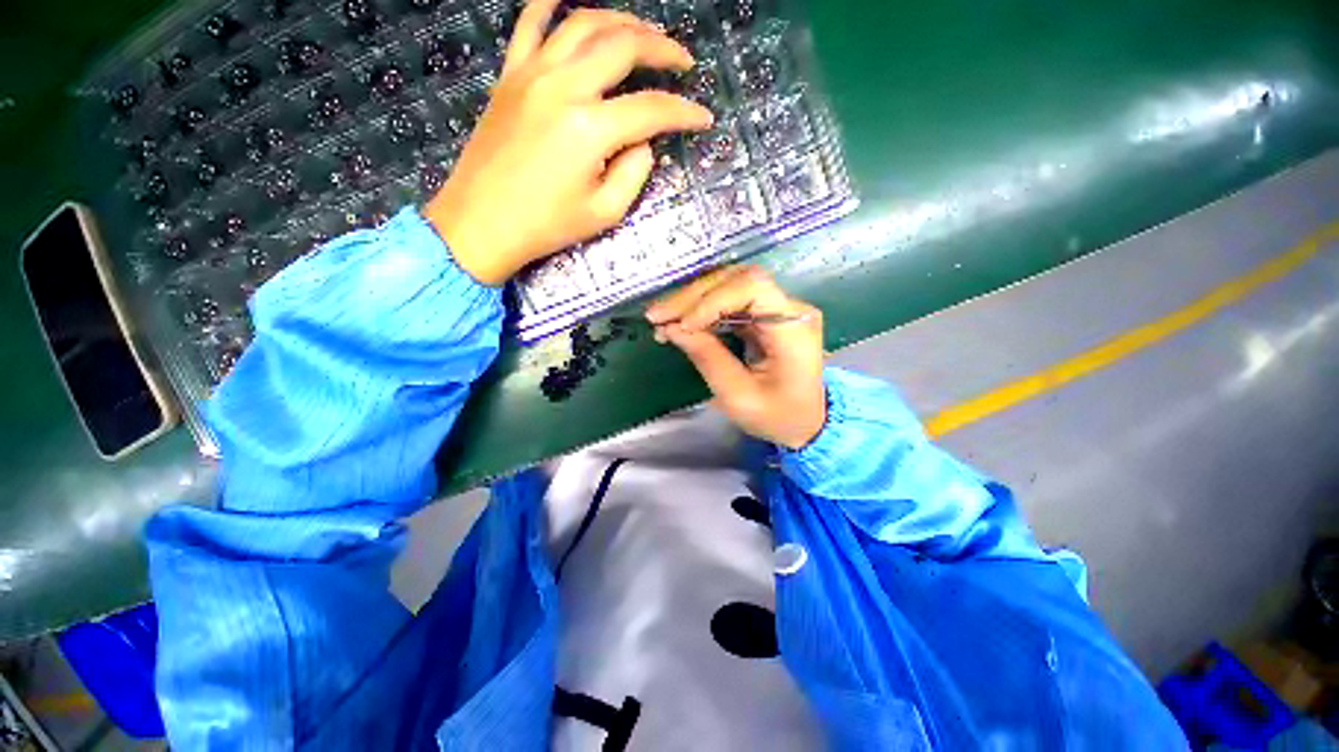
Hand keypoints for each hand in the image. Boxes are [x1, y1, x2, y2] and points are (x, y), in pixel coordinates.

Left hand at [424, 0, 713, 284]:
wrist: (482, 223)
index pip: (651, 109)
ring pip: (583, 23)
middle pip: (623, 46)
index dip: (684, 112)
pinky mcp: (510, 75)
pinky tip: (569, 2)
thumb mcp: (604, 212)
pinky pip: (530, 23)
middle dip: (661, 48)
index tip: (703, 117)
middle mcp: (564, 86)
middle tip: (682, 60)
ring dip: (621, 21)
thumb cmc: (546, 225)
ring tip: (643, 34)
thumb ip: (633, 173)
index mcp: (590, 129)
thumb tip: (643, 141)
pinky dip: (552, 5)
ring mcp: (532, 73)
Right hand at [646, 266, 826, 449]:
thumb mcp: (739, 396)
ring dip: (691, 299)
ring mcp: (778, 307)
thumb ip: (707, 358)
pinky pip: (728, 300)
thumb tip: (672, 328)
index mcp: (793, 328)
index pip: (752, 287)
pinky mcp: (765, 313)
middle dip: (692, 297)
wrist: (806, 421)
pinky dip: (700, 308)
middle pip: (736, 280)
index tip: (681, 325)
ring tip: (661, 318)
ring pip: (728, 285)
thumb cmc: (777, 416)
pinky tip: (679, 321)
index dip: (711, 300)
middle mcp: (790, 307)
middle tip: (656, 316)